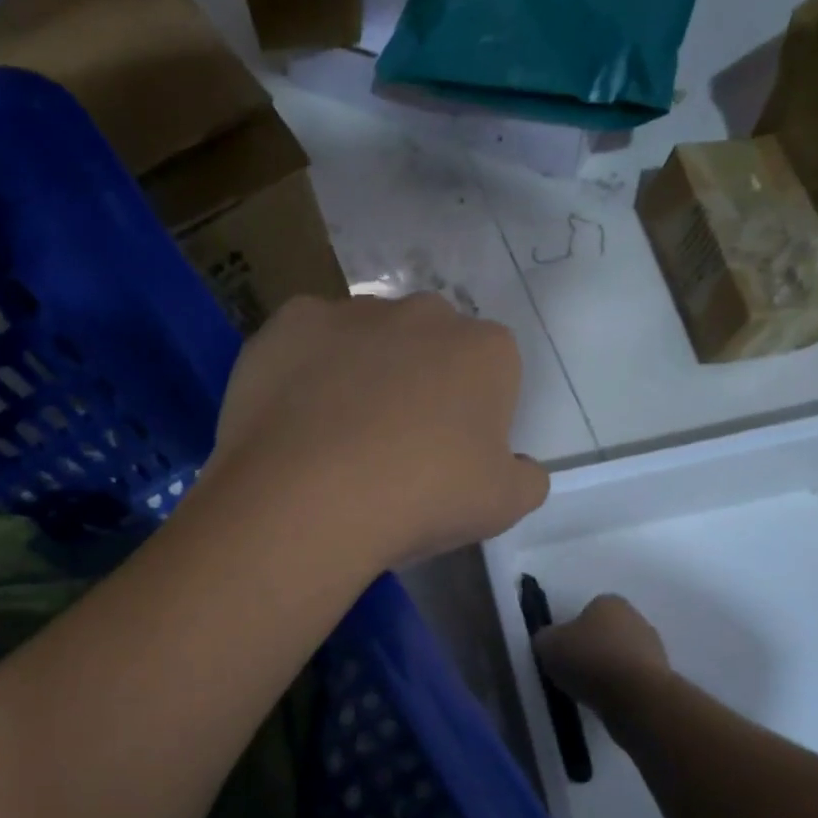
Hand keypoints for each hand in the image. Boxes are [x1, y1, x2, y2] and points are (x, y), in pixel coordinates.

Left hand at [208, 294, 546, 570]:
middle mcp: (423, 313)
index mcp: (485, 350)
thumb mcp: (502, 506)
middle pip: (429, 344)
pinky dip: (304, 371)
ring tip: (334, 435)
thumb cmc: (420, 498)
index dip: (471, 413)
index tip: (448, 455)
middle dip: (419, 380)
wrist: (309, 496)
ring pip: (366, 338)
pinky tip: (293, 417)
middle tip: (393, 442)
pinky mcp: (291, 322)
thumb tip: (520, 466)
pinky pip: (308, 344)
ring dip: (361, 371)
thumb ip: (526, 478)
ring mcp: (352, 311)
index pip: (491, 371)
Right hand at [534, 595, 670, 710]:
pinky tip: (607, 701)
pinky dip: (620, 689)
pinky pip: (631, 680)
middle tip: (572, 671)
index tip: (562, 651)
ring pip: (620, 657)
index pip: (586, 611)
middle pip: (605, 633)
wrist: (637, 698)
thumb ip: (545, 638)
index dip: (571, 631)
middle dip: (591, 649)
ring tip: (588, 691)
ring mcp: (654, 648)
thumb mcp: (548, 644)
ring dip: (607, 671)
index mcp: (609, 602)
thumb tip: (549, 641)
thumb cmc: (590, 660)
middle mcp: (635, 618)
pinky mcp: (662, 677)